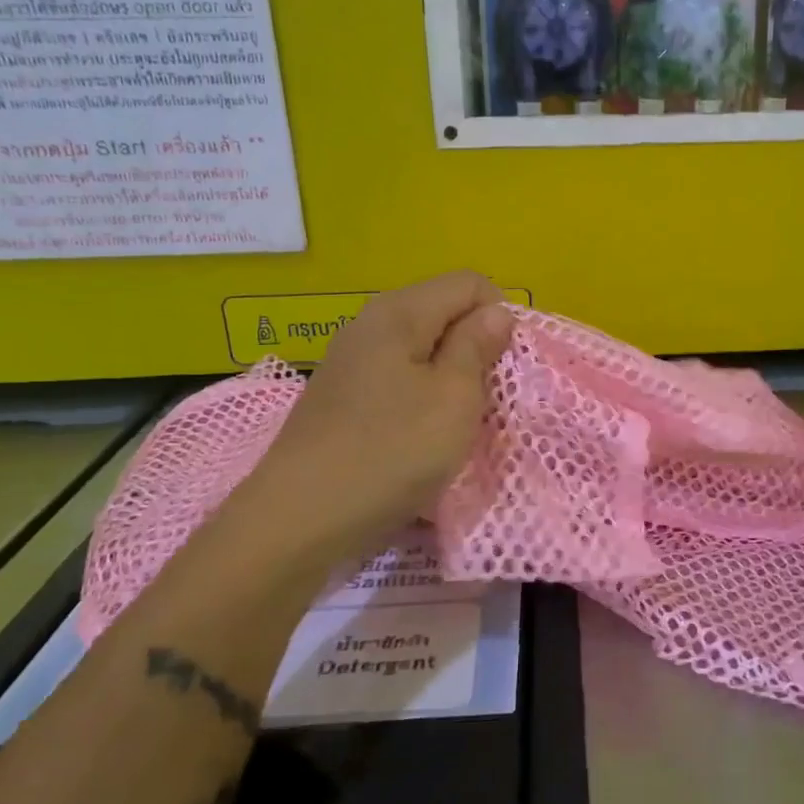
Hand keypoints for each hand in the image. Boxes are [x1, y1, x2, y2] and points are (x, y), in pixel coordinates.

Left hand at [246, 272, 513, 560]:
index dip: (500, 317)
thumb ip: (478, 346)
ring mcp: (351, 362)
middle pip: (443, 313)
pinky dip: (421, 400)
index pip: (470, 284)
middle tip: (485, 400)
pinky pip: (398, 380)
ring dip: (450, 380)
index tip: (503, 368)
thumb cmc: (391, 452)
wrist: (299, 519)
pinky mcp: (342, 398)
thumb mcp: (454, 398)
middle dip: (475, 349)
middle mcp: (370, 324)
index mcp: (400, 312)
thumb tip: (496, 312)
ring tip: (455, 424)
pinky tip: (419, 438)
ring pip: (422, 351)